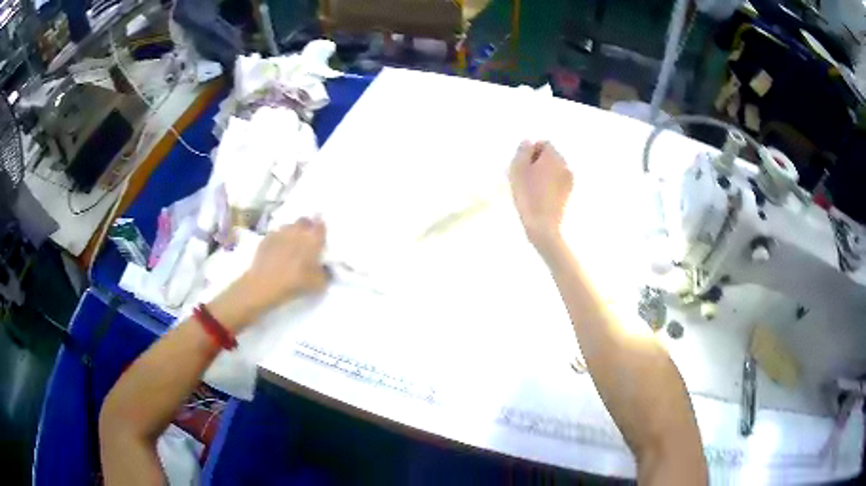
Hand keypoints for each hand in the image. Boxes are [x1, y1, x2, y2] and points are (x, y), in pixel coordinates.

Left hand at [210, 218, 327, 331]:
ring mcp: (280, 232)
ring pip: (289, 226)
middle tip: (307, 237)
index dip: (322, 227)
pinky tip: (277, 249)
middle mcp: (297, 231)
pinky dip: (279, 239)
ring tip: (291, 242)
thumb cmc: (294, 283)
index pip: (321, 226)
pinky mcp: (266, 238)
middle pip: (304, 221)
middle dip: (307, 225)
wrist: (264, 284)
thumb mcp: (317, 284)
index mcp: (312, 240)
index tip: (321, 233)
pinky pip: (276, 233)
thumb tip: (325, 268)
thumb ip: (324, 273)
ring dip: (292, 231)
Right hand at [509, 140, 572, 250]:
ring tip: (533, 187)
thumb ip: (523, 151)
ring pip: (555, 169)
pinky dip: (551, 184)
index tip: (523, 166)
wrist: (543, 224)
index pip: (544, 143)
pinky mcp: (568, 193)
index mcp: (553, 156)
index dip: (531, 152)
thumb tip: (528, 141)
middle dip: (539, 162)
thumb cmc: (527, 194)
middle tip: (526, 176)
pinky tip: (541, 195)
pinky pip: (558, 181)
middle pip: (551, 156)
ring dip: (545, 173)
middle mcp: (565, 164)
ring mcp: (569, 179)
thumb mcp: (517, 169)